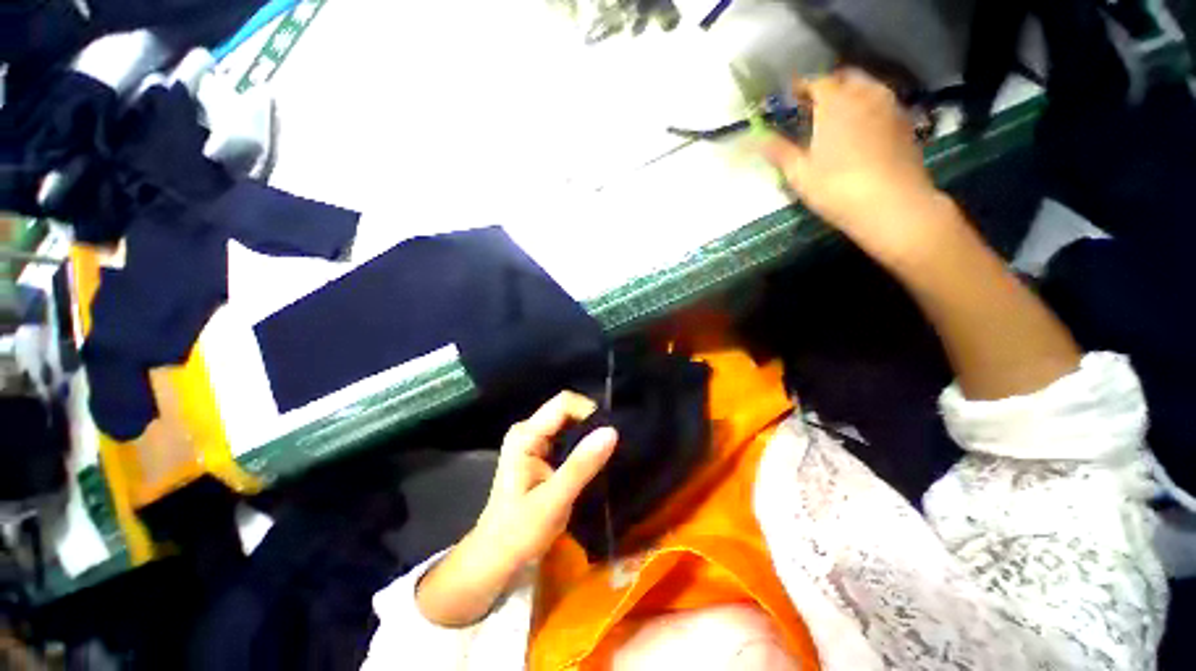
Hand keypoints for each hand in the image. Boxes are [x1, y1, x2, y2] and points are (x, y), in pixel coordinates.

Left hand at [475, 391, 617, 566]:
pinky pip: (568, 437)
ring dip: (589, 436)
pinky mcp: (541, 452)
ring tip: (607, 454)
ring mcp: (534, 440)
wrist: (496, 558)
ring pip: (570, 424)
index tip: (610, 435)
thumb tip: (612, 431)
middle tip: (612, 447)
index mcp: (526, 435)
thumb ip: (582, 465)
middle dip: (591, 424)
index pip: (564, 403)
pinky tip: (594, 461)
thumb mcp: (554, 500)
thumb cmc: (519, 532)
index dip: (590, 412)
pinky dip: (583, 446)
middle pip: (567, 410)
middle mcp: (528, 430)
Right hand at [761, 69, 948, 265]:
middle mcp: (865, 95)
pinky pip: (883, 104)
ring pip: (868, 88)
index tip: (790, 98)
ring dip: (850, 95)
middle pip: (845, 78)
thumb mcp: (799, 174)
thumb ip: (779, 152)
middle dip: (828, 87)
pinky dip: (868, 108)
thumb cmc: (837, 187)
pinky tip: (862, 130)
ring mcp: (890, 107)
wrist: (893, 204)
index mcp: (836, 103)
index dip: (801, 87)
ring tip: (838, 116)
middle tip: (814, 106)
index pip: (816, 82)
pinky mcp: (906, 123)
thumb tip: (757, 140)